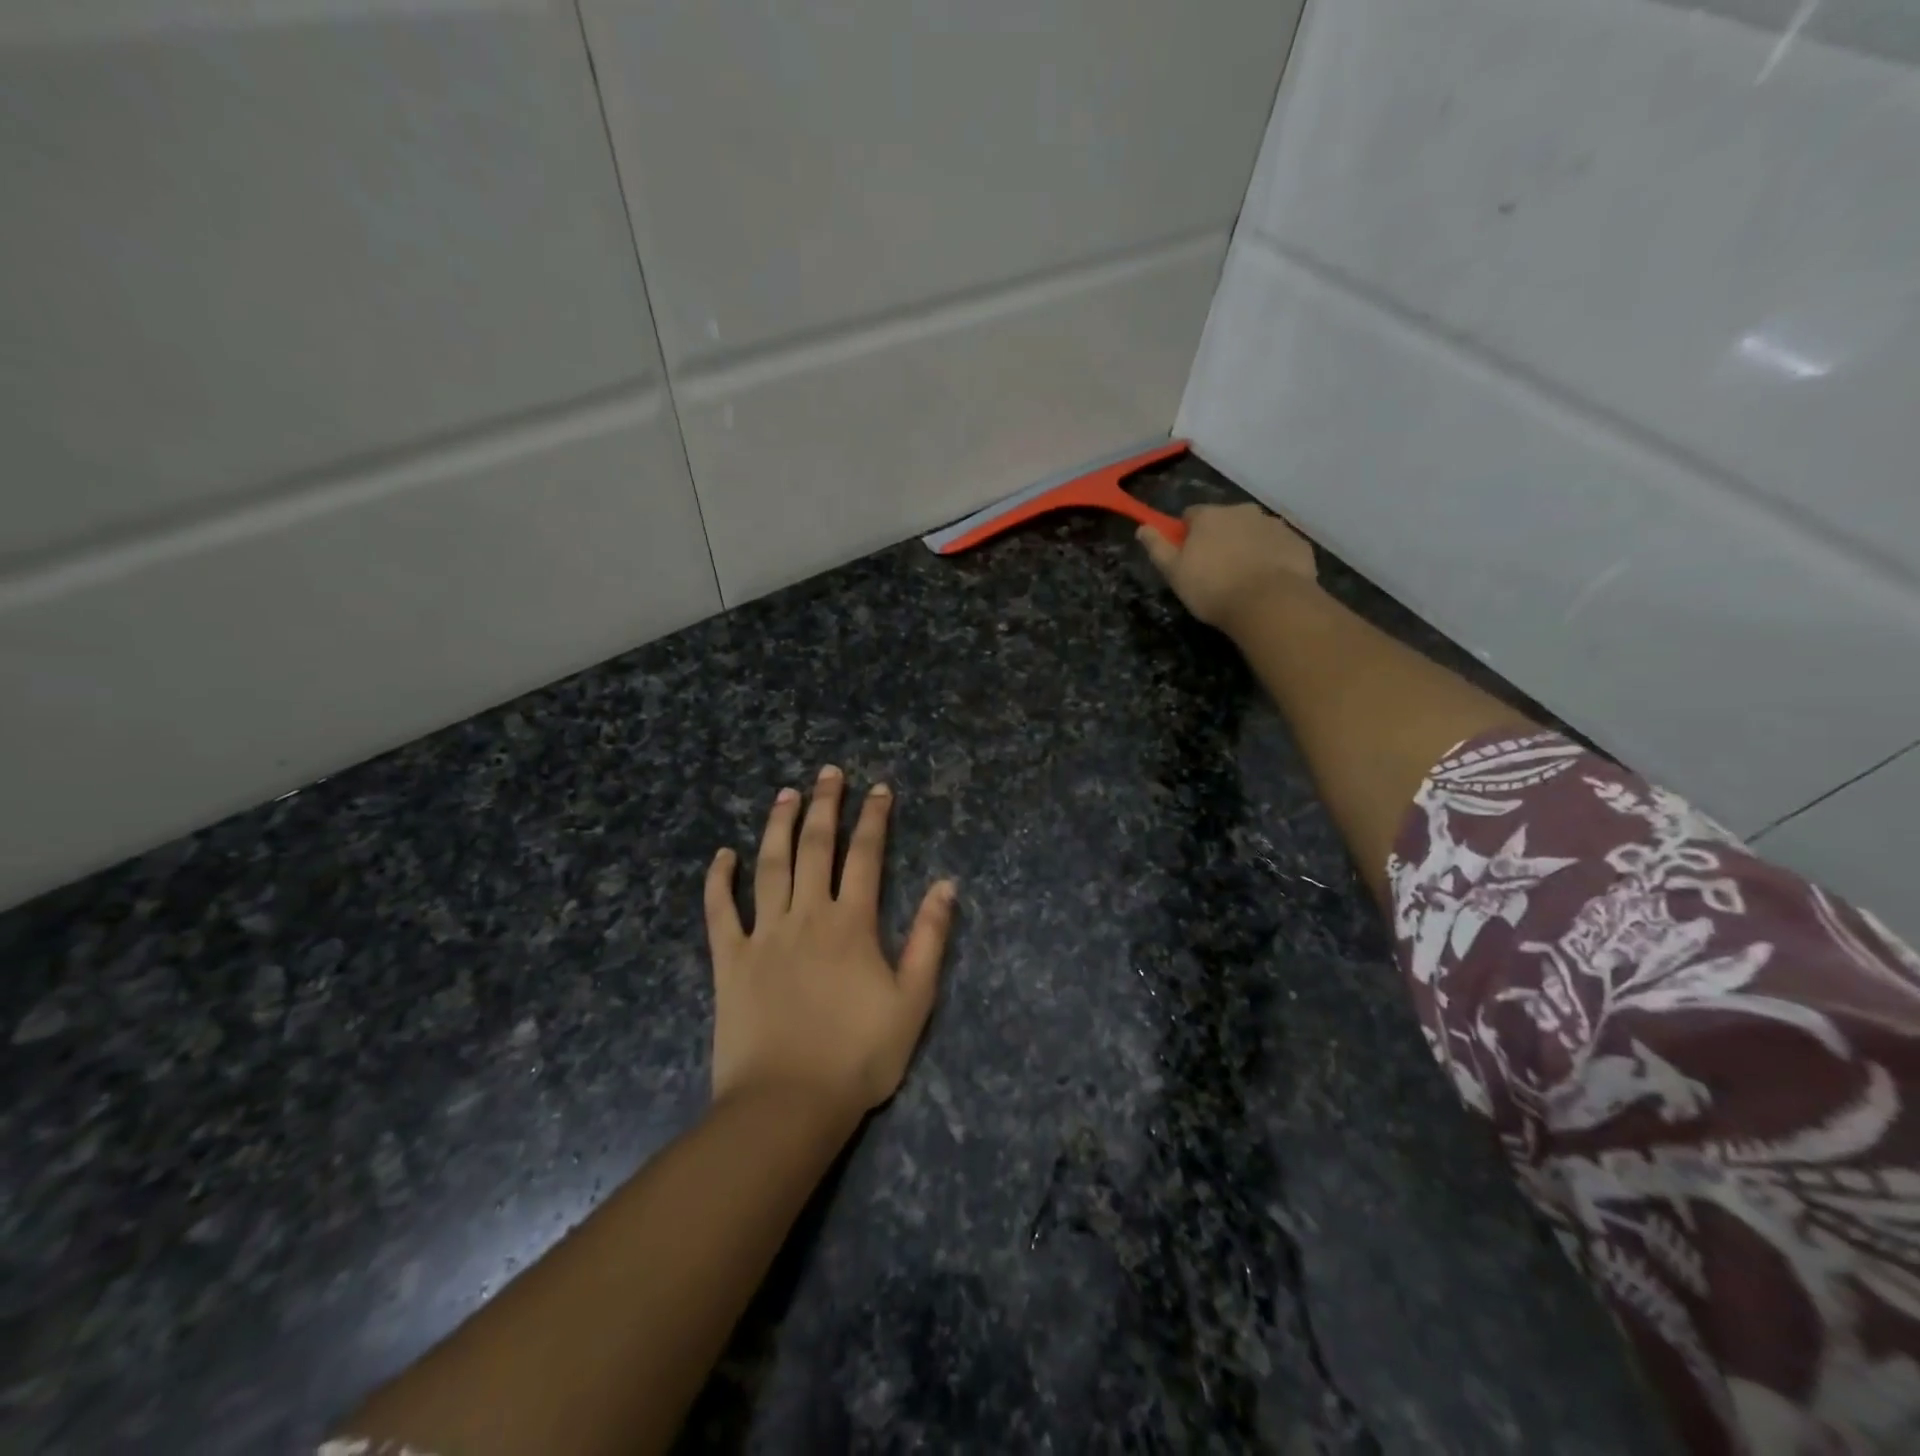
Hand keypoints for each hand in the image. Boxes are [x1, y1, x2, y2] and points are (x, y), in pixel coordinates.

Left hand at [705, 766, 956, 1118]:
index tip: (879, 788)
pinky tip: (722, 855)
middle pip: (816, 847)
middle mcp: (807, 915)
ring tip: (785, 794)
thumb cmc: (858, 1056)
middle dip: (825, 805)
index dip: (874, 818)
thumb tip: (946, 885)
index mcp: (852, 924)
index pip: (866, 856)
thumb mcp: (913, 1001)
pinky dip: (718, 881)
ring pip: (770, 866)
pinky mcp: (729, 959)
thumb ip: (930, 939)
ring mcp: (764, 935)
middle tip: (829, 773)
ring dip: (778, 826)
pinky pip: (720, 911)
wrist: (788, 1104)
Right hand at [1137, 503, 1319, 631]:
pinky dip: (1271, 558)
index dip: (1187, 535)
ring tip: (1243, 579)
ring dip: (1246, 547)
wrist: (1270, 603)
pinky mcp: (1296, 542)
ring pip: (1253, 532)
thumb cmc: (1213, 588)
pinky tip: (1266, 582)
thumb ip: (1157, 547)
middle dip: (1219, 538)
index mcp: (1210, 516)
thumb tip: (1143, 527)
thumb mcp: (1174, 572)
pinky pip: (1277, 547)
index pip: (1191, 515)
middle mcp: (1242, 511)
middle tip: (1216, 570)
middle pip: (1225, 520)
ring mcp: (1273, 525)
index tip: (1187, 557)